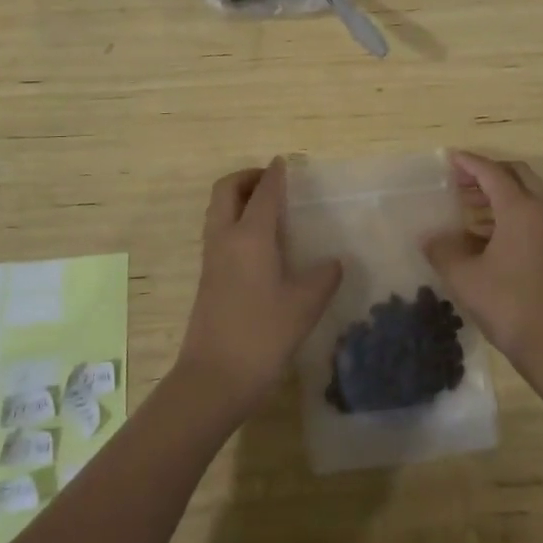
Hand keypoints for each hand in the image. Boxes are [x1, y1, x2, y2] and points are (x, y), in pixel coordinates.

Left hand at [175, 159, 341, 420]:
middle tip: (271, 183)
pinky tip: (260, 245)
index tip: (285, 163)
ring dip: (238, 199)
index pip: (264, 192)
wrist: (213, 379)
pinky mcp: (207, 278)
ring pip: (218, 211)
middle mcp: (225, 238)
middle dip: (247, 178)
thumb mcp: (304, 306)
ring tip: (268, 210)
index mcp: (250, 236)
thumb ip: (323, 278)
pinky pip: (219, 232)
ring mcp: (212, 258)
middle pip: (226, 190)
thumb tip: (334, 263)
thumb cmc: (261, 335)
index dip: (275, 175)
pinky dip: (235, 222)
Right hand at [425, 152, 542, 375]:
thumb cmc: (510, 305)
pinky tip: (482, 234)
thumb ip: (442, 251)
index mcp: (521, 209)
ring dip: (498, 194)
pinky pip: (531, 215)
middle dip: (488, 172)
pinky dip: (508, 213)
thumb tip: (428, 237)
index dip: (469, 163)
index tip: (448, 158)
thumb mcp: (465, 278)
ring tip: (465, 206)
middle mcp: (542, 212)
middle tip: (460, 180)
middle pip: (516, 175)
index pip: (492, 173)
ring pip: (526, 195)